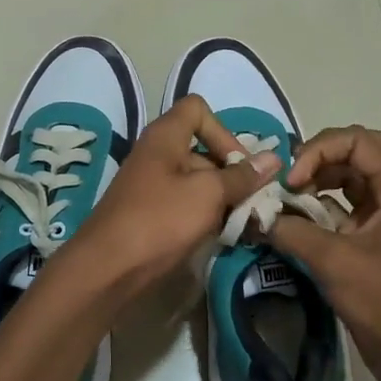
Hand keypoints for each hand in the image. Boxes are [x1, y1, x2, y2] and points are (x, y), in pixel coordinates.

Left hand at [52, 94, 279, 304]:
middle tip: (255, 203)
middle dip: (231, 173)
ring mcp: (152, 186)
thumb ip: (241, 176)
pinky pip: (185, 205)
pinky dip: (205, 216)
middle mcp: (157, 154)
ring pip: (197, 181)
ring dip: (222, 199)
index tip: (239, 164)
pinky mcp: (151, 214)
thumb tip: (274, 158)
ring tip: (243, 225)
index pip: (198, 110)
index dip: (223, 131)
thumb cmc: (159, 221)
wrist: (106, 270)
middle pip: (203, 149)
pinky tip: (221, 238)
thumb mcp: (207, 195)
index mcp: (165, 136)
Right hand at [269, 126, 380, 380]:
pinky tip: (296, 222)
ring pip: (350, 179)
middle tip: (291, 179)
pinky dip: (320, 208)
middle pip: (356, 152)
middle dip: (320, 158)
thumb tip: (254, 215)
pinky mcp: (375, 239)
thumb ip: (292, 231)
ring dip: (318, 182)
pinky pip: (345, 207)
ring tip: (289, 199)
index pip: (358, 140)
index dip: (320, 150)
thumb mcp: (334, 262)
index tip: (293, 181)